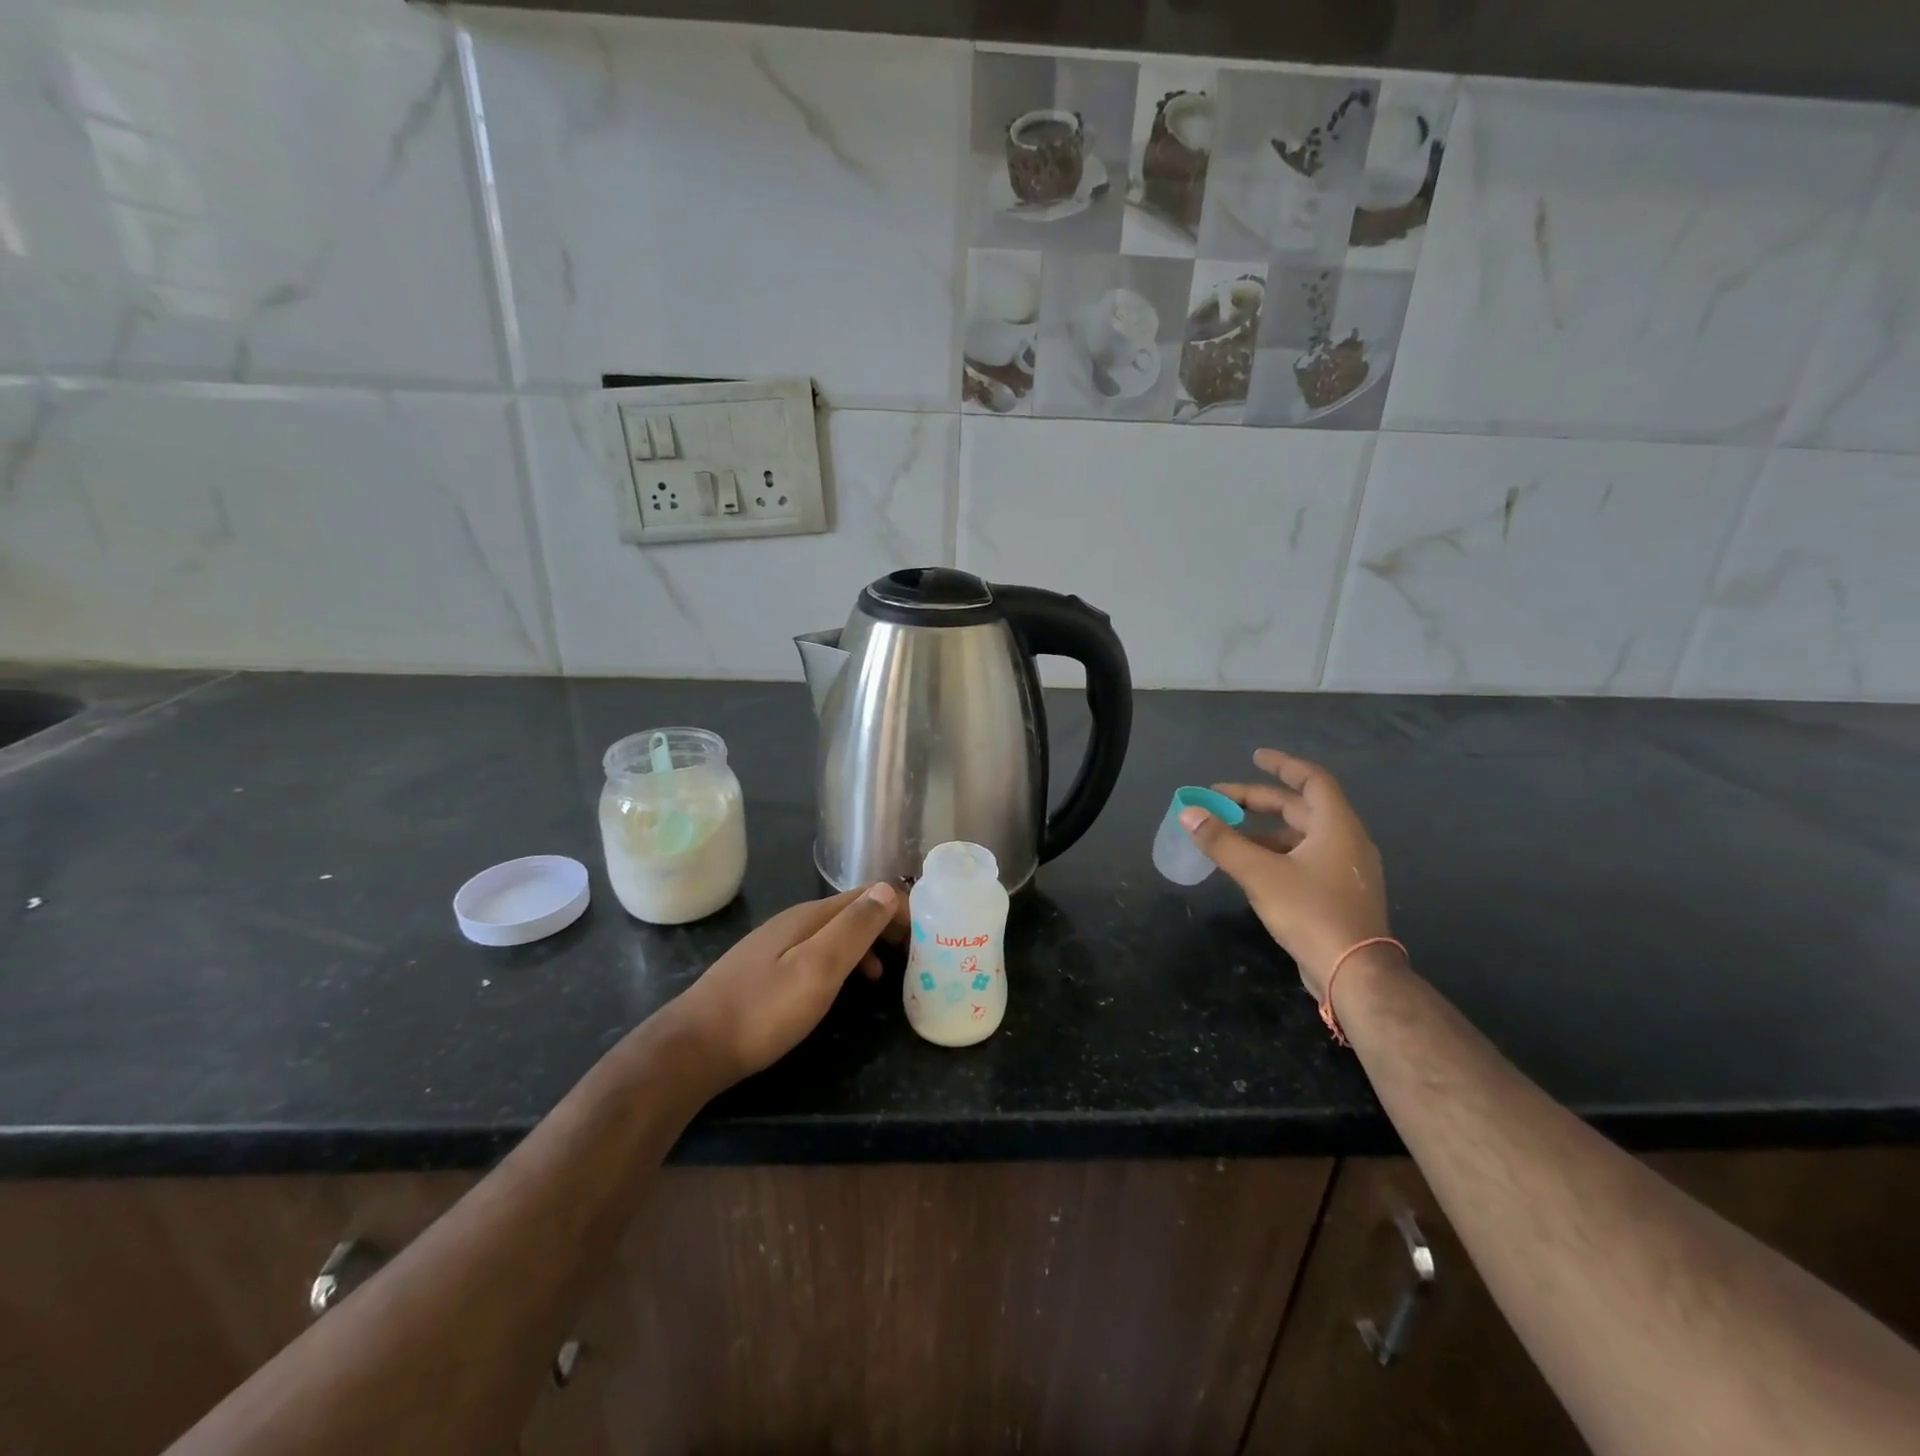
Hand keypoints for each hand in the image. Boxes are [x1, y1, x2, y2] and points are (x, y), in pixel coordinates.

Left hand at [669, 884, 905, 1084]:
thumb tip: (888, 888)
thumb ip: (854, 927)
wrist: (693, 1047)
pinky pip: (814, 953)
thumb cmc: (764, 1010)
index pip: (864, 895)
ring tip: (884, 977)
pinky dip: (839, 963)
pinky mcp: (763, 970)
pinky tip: (838, 988)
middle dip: (883, 926)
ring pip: (831, 934)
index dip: (897, 907)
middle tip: (911, 954)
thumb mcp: (818, 968)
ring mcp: (774, 946)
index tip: (925, 931)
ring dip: (864, 947)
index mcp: (808, 917)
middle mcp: (792, 922)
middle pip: (848, 912)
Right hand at [1181, 748, 1389, 1000]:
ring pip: (1299, 837)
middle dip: (1258, 801)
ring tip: (1226, 834)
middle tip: (1220, 799)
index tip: (1255, 757)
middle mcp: (1345, 841)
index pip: (1312, 780)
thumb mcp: (1259, 873)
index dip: (1282, 765)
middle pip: (1299, 808)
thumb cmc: (1311, 912)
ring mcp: (1344, 870)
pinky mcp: (1338, 894)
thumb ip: (1222, 841)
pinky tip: (1248, 867)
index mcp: (1336, 826)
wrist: (1354, 973)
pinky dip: (1274, 854)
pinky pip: (1303, 859)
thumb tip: (1189, 813)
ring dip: (1263, 831)